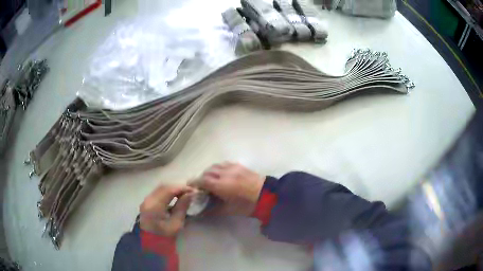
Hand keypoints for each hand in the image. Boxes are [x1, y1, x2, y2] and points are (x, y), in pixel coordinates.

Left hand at [139, 185, 194, 236]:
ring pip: (161, 188)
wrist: (151, 242)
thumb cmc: (165, 236)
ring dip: (173, 189)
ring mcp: (146, 200)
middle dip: (178, 187)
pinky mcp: (147, 202)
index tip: (194, 190)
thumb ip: (182, 207)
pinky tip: (175, 196)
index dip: (182, 188)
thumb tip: (190, 194)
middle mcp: (148, 200)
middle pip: (164, 187)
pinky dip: (168, 192)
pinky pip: (158, 192)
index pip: (169, 190)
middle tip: (190, 191)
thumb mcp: (176, 224)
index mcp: (154, 206)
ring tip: (184, 193)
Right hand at [190, 162, 264, 216]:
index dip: (194, 182)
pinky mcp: (240, 166)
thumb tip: (202, 212)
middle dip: (201, 177)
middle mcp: (224, 173)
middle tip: (201, 185)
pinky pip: (224, 163)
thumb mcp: (229, 210)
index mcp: (221, 185)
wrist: (267, 195)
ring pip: (215, 166)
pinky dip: (219, 168)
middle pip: (207, 172)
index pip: (202, 180)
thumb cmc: (247, 205)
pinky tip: (221, 173)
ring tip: (210, 179)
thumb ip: (213, 210)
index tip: (190, 185)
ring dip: (209, 171)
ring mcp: (232, 168)